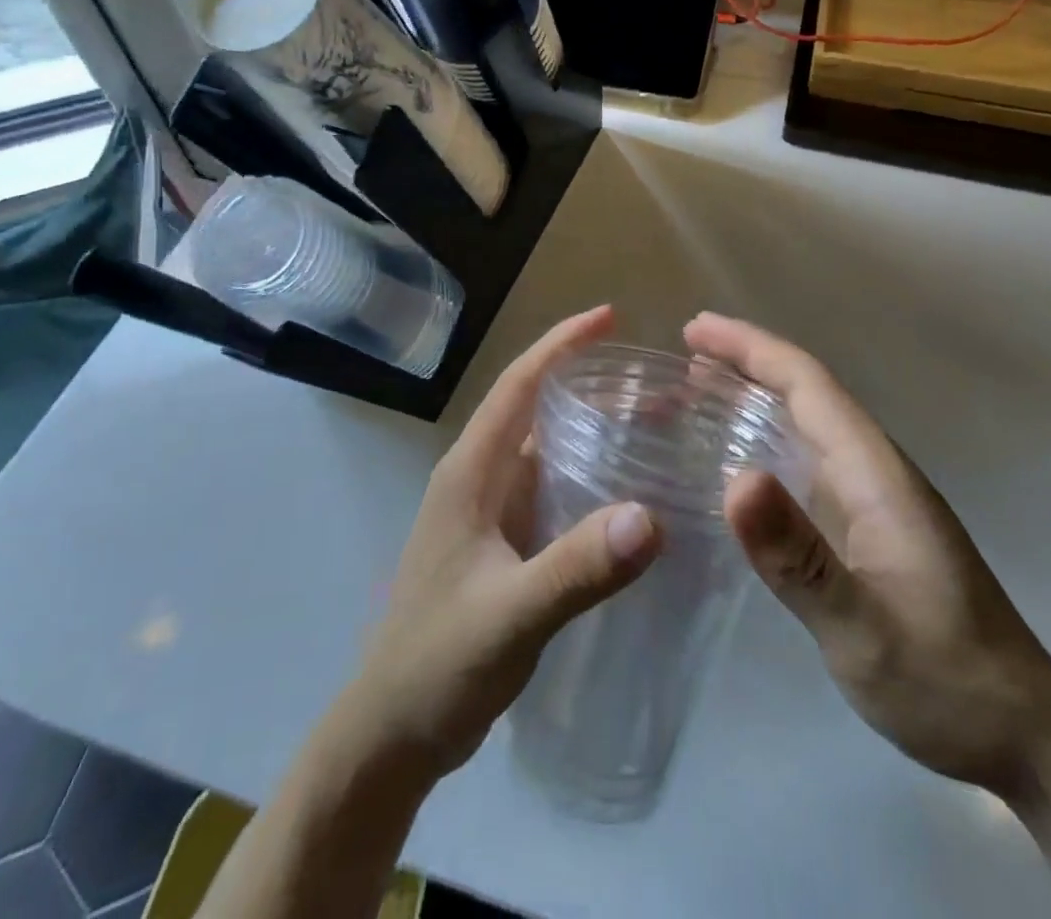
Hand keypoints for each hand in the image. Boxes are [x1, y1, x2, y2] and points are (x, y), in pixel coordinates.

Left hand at [346, 305, 661, 781]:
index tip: (609, 317)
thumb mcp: (510, 616)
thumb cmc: (438, 663)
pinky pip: (552, 492)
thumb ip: (576, 569)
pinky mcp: (502, 545)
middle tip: (658, 383)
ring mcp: (490, 513)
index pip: (519, 385)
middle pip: (538, 409)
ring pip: (548, 451)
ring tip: (656, 426)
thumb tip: (652, 516)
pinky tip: (629, 493)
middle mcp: (480, 478)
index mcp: (471, 472)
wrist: (393, 732)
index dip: (561, 344)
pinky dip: (589, 477)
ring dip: (595, 431)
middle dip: (592, 384)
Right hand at [686, 312, 1050, 797]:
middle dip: (745, 362)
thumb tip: (737, 479)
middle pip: (805, 392)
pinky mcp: (867, 527)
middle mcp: (873, 470)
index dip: (750, 348)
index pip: (808, 383)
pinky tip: (736, 460)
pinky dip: (765, 440)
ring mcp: (872, 498)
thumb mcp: (863, 629)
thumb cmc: (944, 679)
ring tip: (695, 392)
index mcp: (874, 472)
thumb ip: (799, 558)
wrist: (1022, 734)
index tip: (695, 330)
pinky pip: (806, 460)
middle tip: (682, 354)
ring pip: (805, 423)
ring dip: (753, 397)